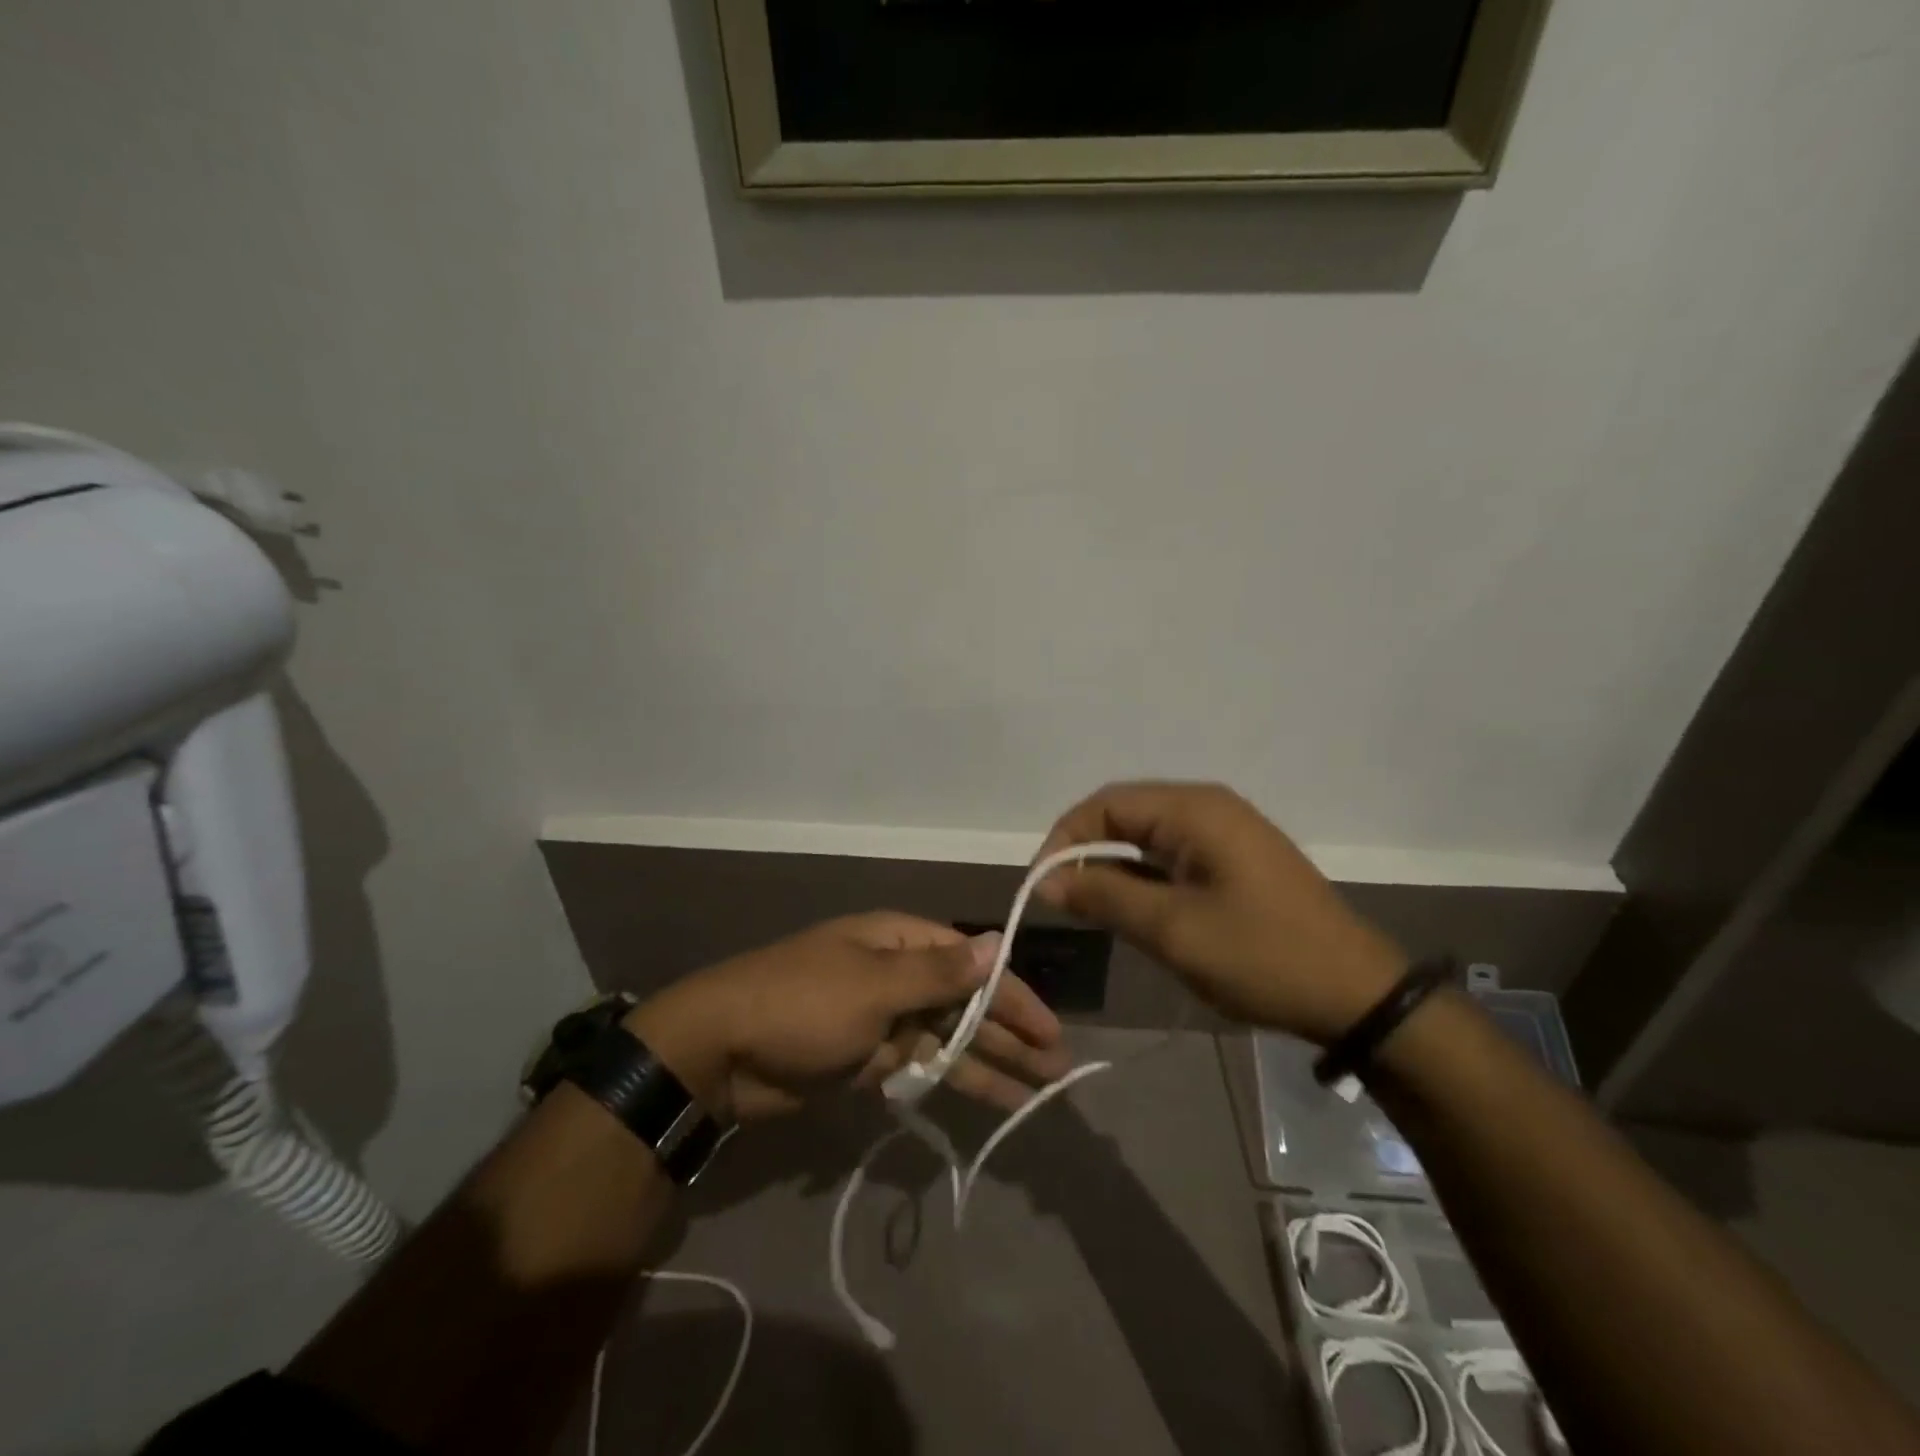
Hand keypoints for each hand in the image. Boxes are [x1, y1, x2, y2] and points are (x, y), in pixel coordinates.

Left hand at [624, 913, 1072, 1121]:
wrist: (720, 1052)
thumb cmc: (802, 1004)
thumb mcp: (873, 984)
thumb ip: (938, 973)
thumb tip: (996, 943)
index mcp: (899, 941)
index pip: (972, 962)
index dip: (1013, 994)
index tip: (1049, 1028)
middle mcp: (897, 974)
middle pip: (966, 1002)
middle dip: (1010, 1032)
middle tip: (1056, 1067)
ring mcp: (883, 1019)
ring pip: (949, 1038)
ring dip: (990, 1061)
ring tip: (1037, 1089)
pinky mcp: (868, 1059)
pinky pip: (922, 1067)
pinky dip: (952, 1081)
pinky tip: (989, 1098)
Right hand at [1036, 782, 1406, 1044]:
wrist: (1357, 995)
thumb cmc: (1261, 955)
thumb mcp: (1172, 929)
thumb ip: (1105, 896)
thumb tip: (1046, 879)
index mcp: (1194, 810)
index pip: (1106, 803)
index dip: (1065, 839)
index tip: (1042, 886)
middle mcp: (1208, 808)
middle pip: (1125, 815)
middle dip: (1087, 853)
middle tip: (1063, 901)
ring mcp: (1226, 834)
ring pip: (1147, 838)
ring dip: (1115, 869)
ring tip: (1093, 912)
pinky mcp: (1235, 861)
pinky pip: (1173, 856)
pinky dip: (1144, 879)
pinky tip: (1134, 912)